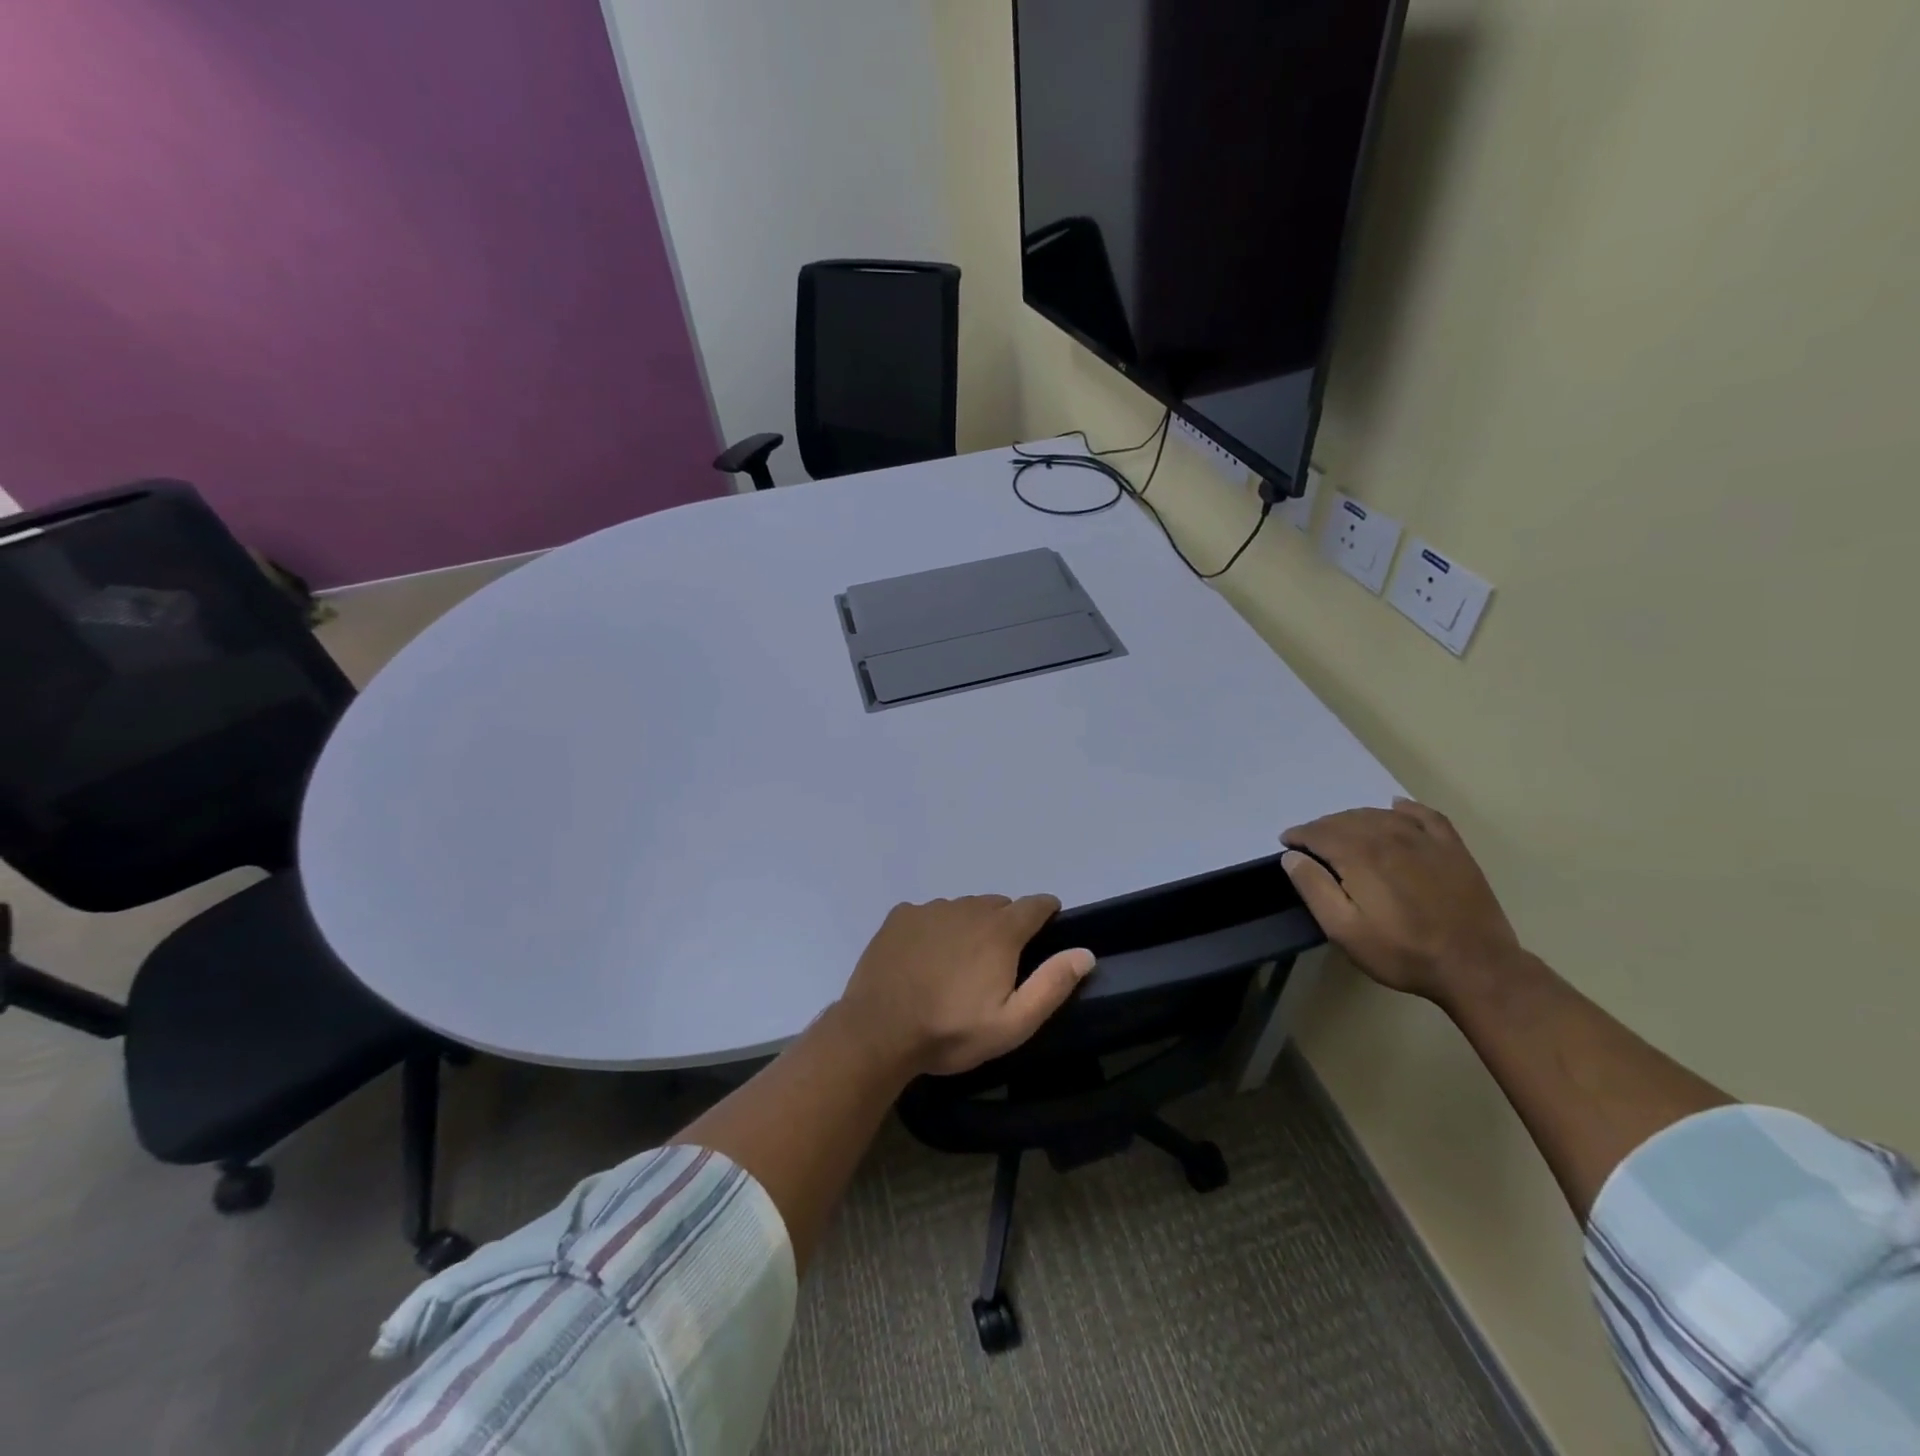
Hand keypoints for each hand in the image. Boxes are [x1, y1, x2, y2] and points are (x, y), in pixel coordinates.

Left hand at [834, 895, 1095, 1077]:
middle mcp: (967, 908)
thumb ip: (1051, 985)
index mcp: (999, 931)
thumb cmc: (951, 1031)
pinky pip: (929, 914)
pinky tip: (924, 958)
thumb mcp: (1012, 1024)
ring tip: (958, 964)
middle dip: (1005, 925)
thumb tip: (1085, 952)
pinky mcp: (900, 916)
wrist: (878, 1031)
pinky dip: (935, 928)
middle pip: (998, 905)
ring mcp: (930, 909)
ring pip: (963, 908)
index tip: (1047, 927)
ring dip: (969, 926)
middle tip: (997, 962)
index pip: (1035, 904)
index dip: (1046, 912)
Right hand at [1281, 799, 1523, 1004]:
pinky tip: (1396, 809)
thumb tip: (1292, 856)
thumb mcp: (1344, 930)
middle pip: (1346, 820)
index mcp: (1360, 855)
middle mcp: (1390, 836)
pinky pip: (1424, 815)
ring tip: (1343, 833)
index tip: (1287, 844)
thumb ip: (1313, 888)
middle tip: (1311, 844)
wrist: (1476, 968)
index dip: (1299, 835)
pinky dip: (1404, 809)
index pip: (1319, 833)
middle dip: (1322, 827)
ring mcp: (1425, 840)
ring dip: (1354, 818)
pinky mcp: (1452, 849)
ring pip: (1379, 814)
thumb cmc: (1402, 952)